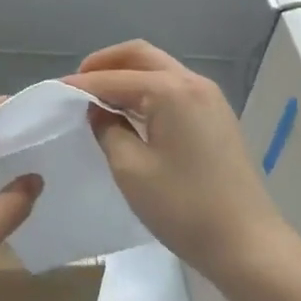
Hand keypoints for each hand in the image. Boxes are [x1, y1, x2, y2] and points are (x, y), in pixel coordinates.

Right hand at [67, 41, 292, 287]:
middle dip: (107, 63)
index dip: (82, 83)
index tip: (53, 90)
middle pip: (142, 56)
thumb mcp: (131, 170)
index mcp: (171, 91)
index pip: (116, 78)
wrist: (247, 244)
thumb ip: (108, 129)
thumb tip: (99, 110)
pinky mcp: (216, 117)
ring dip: (128, 75)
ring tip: (98, 96)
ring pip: (160, 69)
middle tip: (78, 82)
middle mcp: (193, 83)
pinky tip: (130, 111)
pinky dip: (147, 90)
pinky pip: (174, 88)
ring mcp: (209, 98)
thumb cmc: (184, 207)